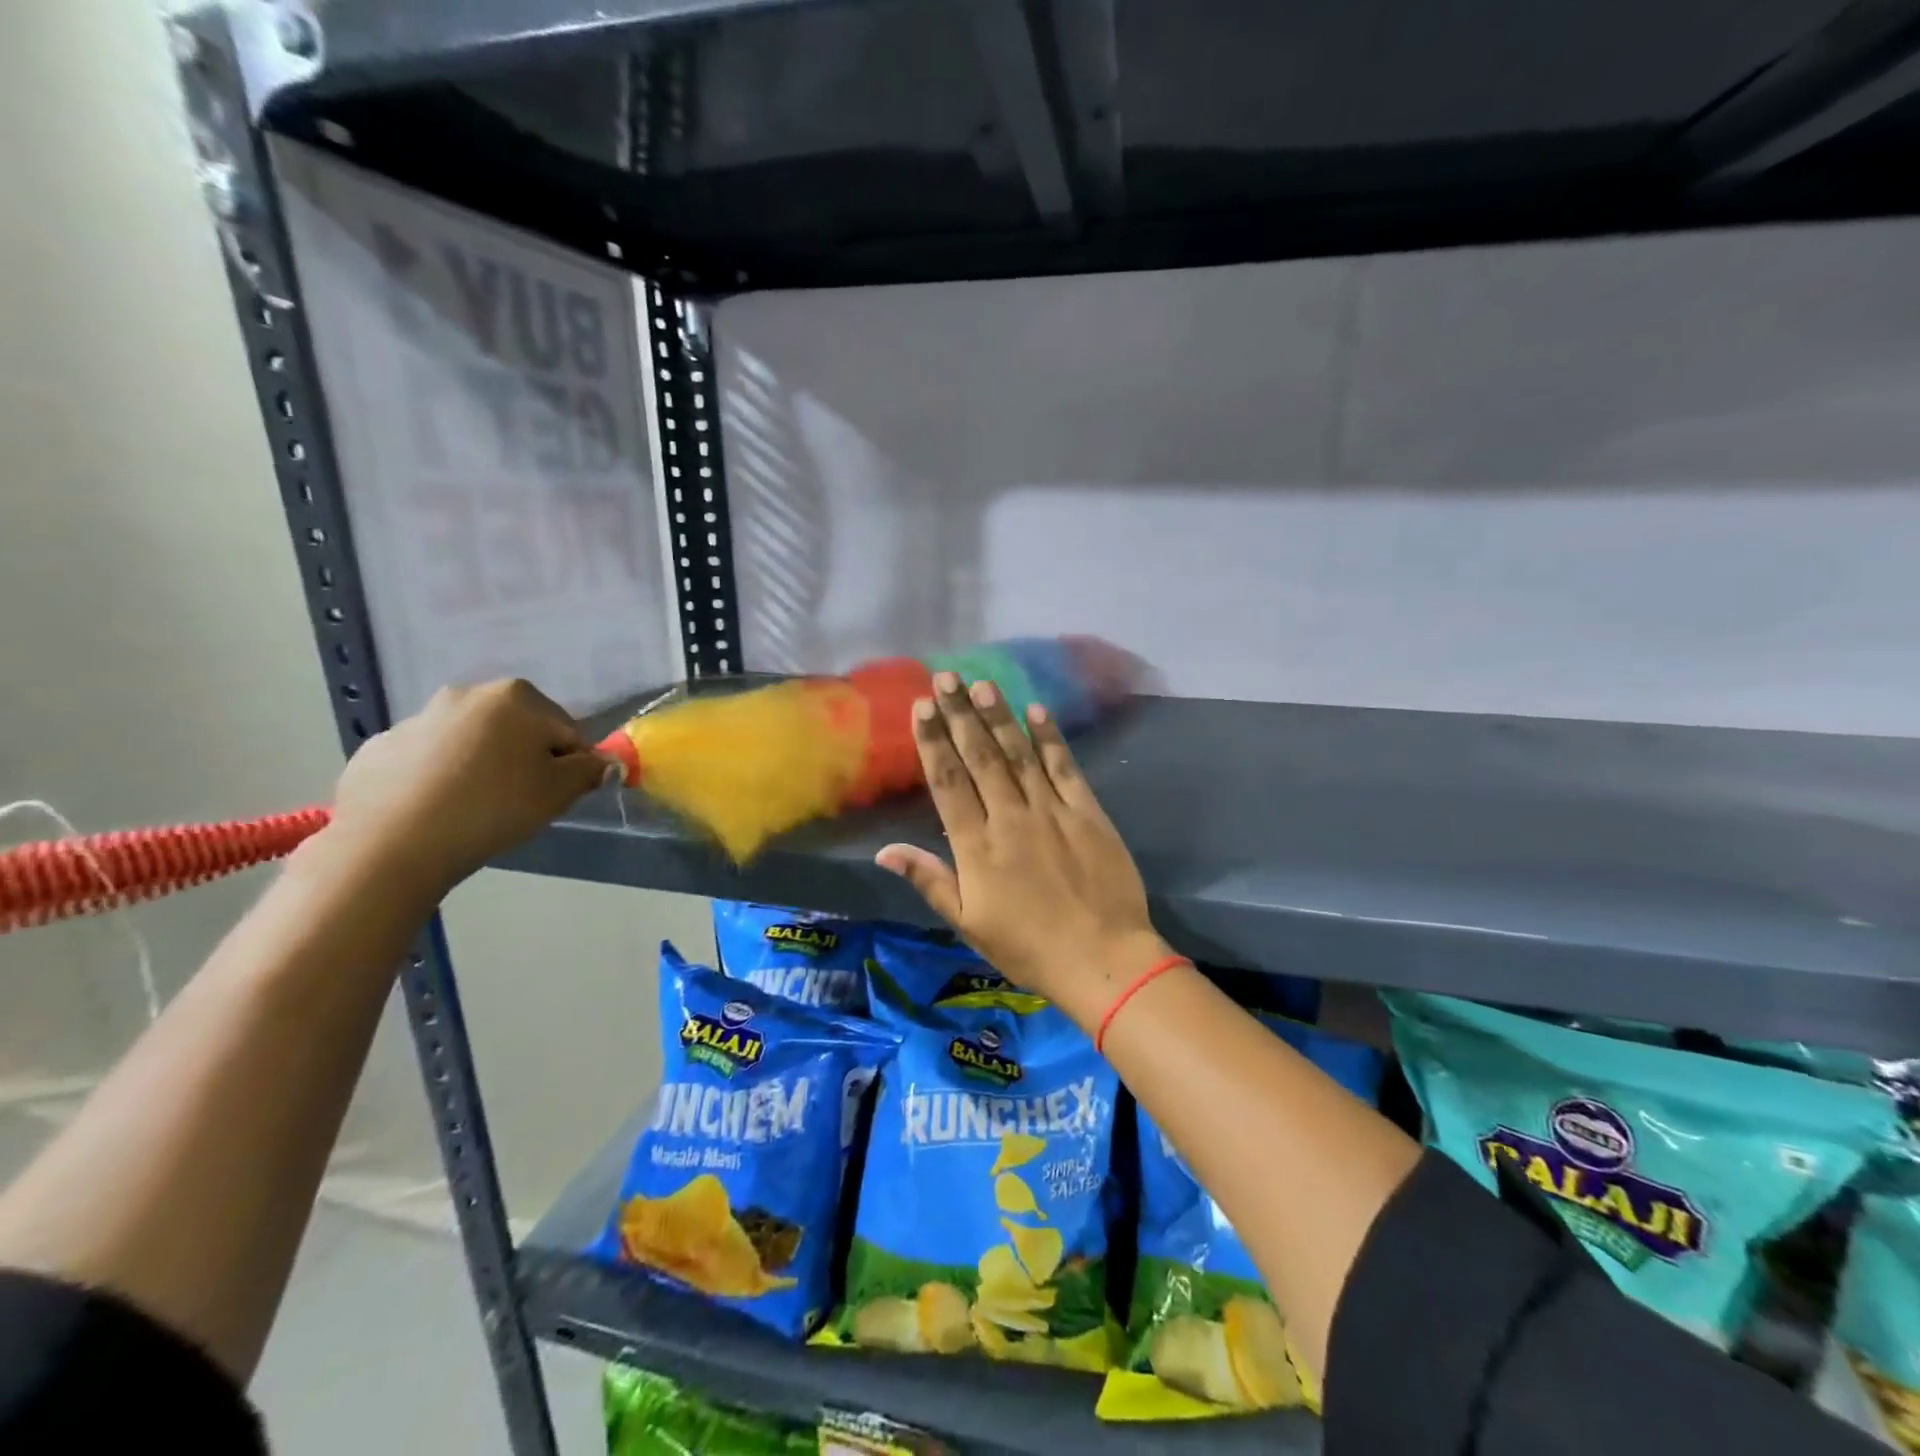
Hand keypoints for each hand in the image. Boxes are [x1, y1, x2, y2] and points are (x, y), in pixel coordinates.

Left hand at [325, 679, 613, 898]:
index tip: (557, 795)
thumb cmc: (492, 807)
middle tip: (520, 801)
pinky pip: (429, 760)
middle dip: (525, 759)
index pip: (566, 731)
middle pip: (518, 729)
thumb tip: (603, 762)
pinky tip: (436, 810)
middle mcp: (467, 694)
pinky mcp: (381, 746)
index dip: (570, 765)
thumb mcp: (558, 792)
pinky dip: (440, 777)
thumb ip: (589, 771)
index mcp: (516, 697)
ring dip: (483, 766)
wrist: (391, 843)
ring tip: (475, 808)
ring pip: (472, 742)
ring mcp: (418, 718)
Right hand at [876, 672, 1166, 1023]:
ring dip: (999, 717)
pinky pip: (1065, 768)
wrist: (1103, 959)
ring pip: (1019, 754)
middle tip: (946, 677)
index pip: (948, 783)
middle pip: (980, 757)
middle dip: (960, 715)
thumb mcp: (969, 924)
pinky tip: (1037, 711)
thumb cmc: (1029, 948)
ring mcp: (1052, 811)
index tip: (921, 707)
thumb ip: (929, 881)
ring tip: (982, 684)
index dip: (933, 742)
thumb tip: (884, 851)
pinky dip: (1050, 738)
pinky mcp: (1087, 812)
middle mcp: (1010, 818)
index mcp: (977, 847)